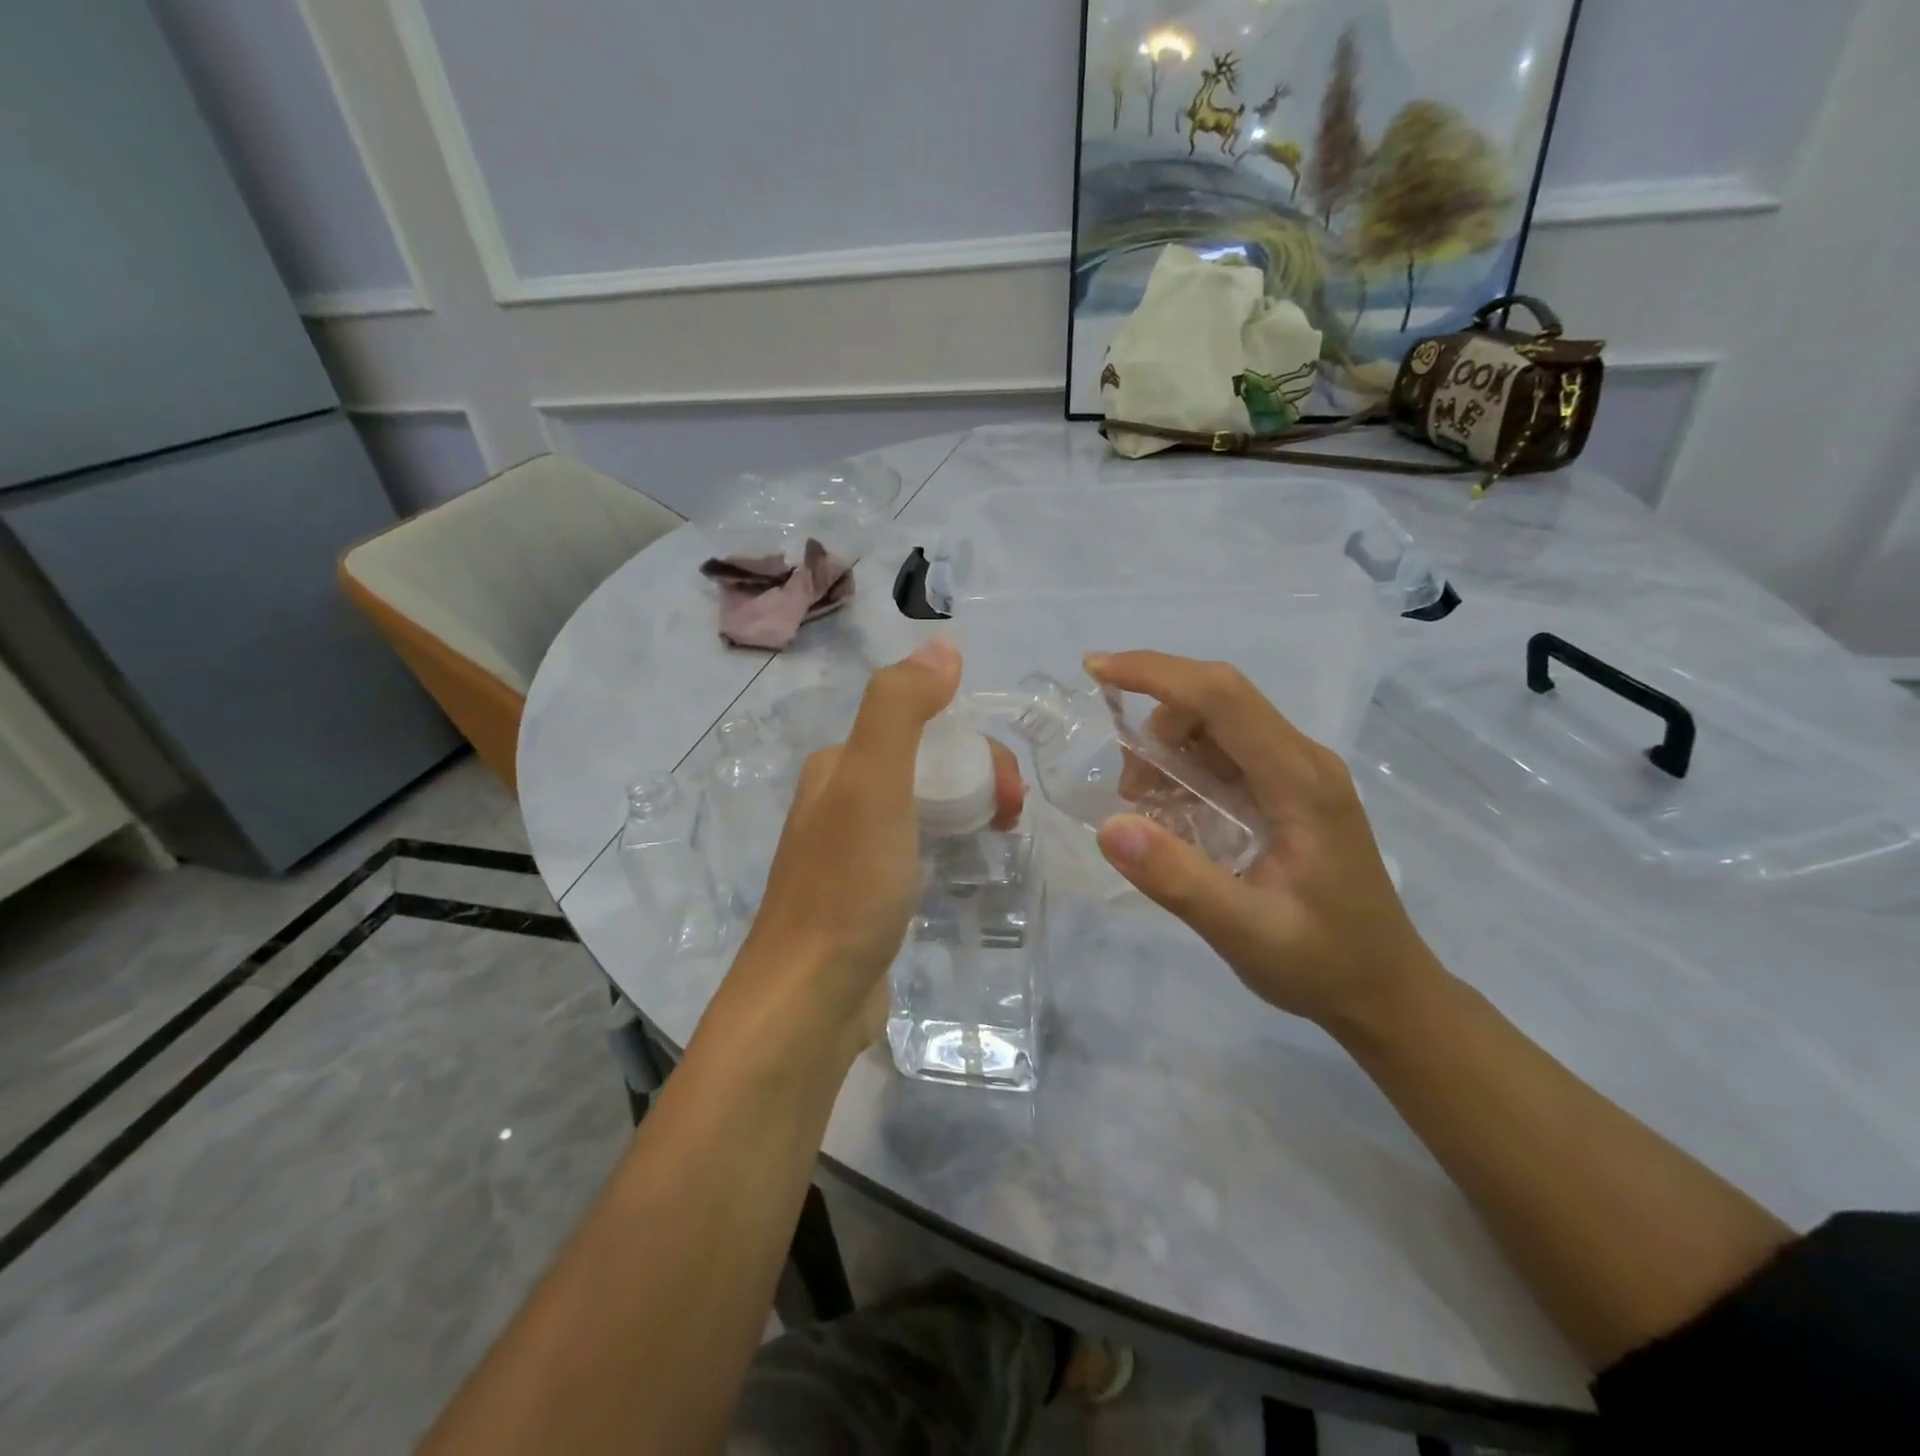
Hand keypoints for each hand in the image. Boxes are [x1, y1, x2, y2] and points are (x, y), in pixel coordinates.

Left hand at [708, 641, 1023, 1068]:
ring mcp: (849, 851)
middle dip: (978, 780)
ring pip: (923, 808)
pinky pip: (916, 850)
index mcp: (839, 766)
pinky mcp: (864, 895)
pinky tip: (963, 872)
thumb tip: (943, 645)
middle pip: (926, 767)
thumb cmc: (847, 888)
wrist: (808, 1000)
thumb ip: (900, 709)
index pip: (923, 729)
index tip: (1011, 794)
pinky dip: (947, 847)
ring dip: (967, 811)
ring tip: (999, 843)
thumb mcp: (874, 785)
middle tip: (1010, 821)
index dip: (977, 749)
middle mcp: (839, 800)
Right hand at [1086, 650, 1439, 1034]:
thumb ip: (1178, 880)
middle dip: (1155, 719)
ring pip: (1219, 724)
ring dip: (1168, 748)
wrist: (1385, 991)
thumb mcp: (1244, 933)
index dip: (1155, 673)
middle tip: (1127, 788)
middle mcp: (1304, 761)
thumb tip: (1109, 825)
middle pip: (1219, 699)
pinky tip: (1175, 815)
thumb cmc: (1322, 963)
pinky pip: (1228, 753)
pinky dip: (1186, 768)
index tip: (1095, 670)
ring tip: (1148, 810)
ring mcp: (1300, 773)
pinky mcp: (1291, 791)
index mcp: (1300, 781)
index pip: (1222, 696)